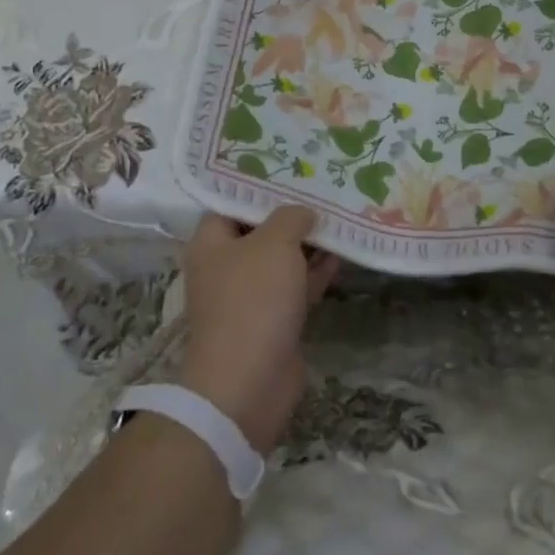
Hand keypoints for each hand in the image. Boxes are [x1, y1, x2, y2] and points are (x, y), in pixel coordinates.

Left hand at [180, 207, 339, 452]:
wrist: (248, 384)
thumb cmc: (253, 301)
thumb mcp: (274, 244)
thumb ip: (290, 218)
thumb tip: (303, 213)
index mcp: (212, 242)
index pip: (232, 202)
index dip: (260, 186)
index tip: (292, 170)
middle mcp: (226, 265)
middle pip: (261, 230)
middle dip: (292, 214)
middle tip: (324, 190)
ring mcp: (249, 295)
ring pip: (282, 259)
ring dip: (309, 243)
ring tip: (341, 217)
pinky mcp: (272, 320)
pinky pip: (295, 286)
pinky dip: (315, 272)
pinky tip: (342, 255)